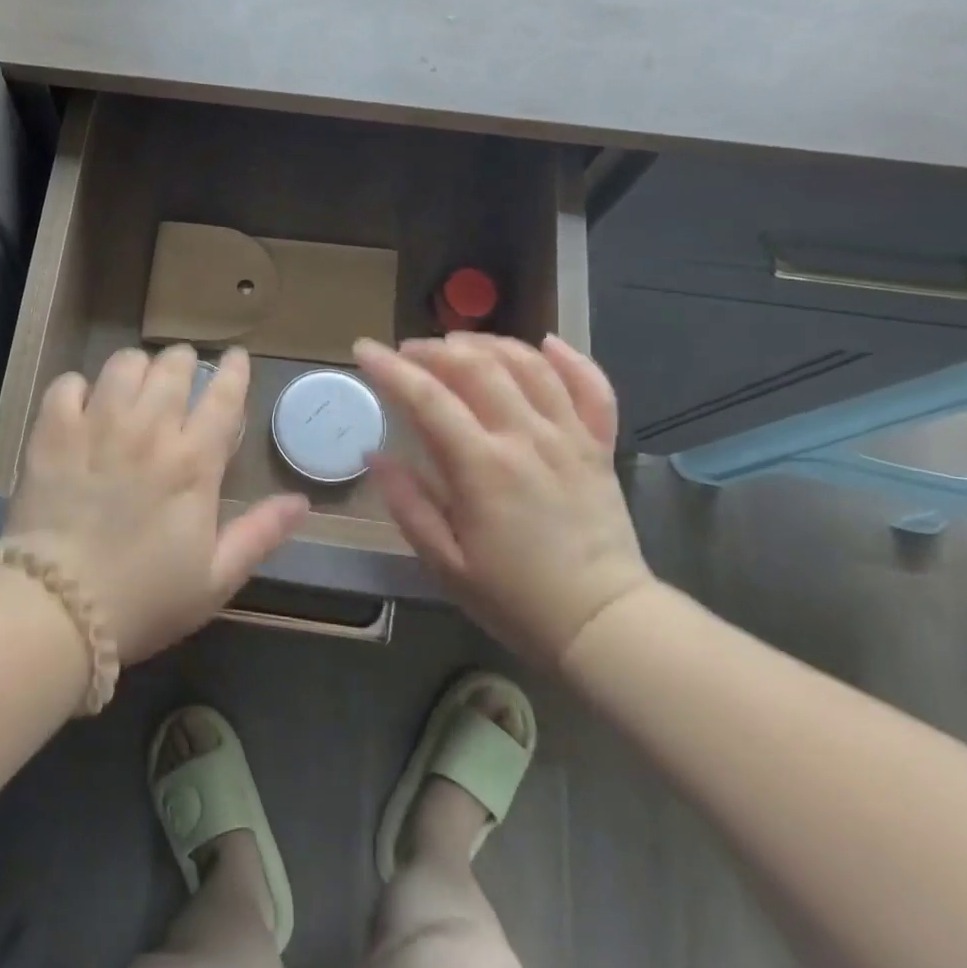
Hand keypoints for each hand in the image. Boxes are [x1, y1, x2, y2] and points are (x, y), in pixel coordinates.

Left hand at [4, 345, 310, 661]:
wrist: (59, 610)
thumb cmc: (144, 599)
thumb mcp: (216, 579)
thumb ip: (260, 534)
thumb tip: (302, 501)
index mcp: (193, 462)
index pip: (223, 397)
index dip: (233, 370)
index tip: (235, 356)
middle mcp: (148, 431)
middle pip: (172, 368)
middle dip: (182, 361)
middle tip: (181, 370)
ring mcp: (97, 427)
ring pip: (123, 365)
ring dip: (136, 367)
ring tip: (135, 382)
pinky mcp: (53, 433)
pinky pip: (68, 384)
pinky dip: (79, 387)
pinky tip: (83, 403)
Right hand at [354, 332, 653, 666]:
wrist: (602, 623)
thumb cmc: (513, 598)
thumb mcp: (444, 562)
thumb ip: (407, 503)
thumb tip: (375, 455)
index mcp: (482, 467)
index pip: (427, 398)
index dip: (390, 368)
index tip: (364, 348)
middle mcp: (526, 437)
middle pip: (477, 366)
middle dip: (434, 349)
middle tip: (408, 351)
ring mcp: (568, 437)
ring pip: (528, 365)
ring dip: (488, 344)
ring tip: (459, 343)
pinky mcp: (599, 446)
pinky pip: (591, 387)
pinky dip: (568, 359)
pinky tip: (544, 345)